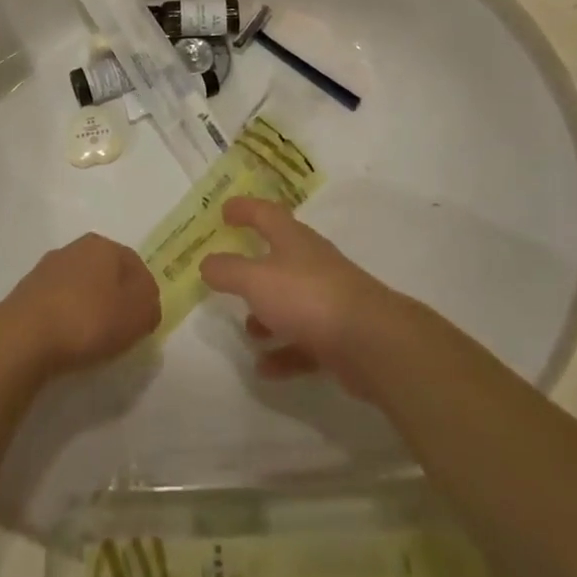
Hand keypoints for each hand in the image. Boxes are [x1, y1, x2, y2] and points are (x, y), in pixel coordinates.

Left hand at [0, 233, 159, 379]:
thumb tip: (147, 303)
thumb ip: (151, 305)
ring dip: (89, 307)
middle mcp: (75, 248)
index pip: (135, 264)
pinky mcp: (26, 292)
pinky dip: (66, 318)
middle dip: (116, 297)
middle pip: (106, 272)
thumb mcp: (137, 316)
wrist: (23, 337)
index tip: (144, 320)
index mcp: (104, 245)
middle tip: (121, 329)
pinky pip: (57, 303)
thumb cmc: (88, 320)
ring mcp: (47, 268)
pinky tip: (66, 340)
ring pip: (80, 286)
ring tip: (92, 339)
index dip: (144, 292)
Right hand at [199, 197, 401, 395]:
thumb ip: (228, 270)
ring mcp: (327, 298)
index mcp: (292, 239)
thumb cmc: (307, 296)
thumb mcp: (257, 280)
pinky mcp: (337, 334)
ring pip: (291, 300)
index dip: (244, 209)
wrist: (369, 340)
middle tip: (230, 272)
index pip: (265, 213)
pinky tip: (264, 368)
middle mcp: (311, 262)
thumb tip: (207, 262)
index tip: (224, 211)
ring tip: (247, 330)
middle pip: (280, 255)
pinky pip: (303, 340)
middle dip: (254, 265)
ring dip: (268, 314)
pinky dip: (283, 351)